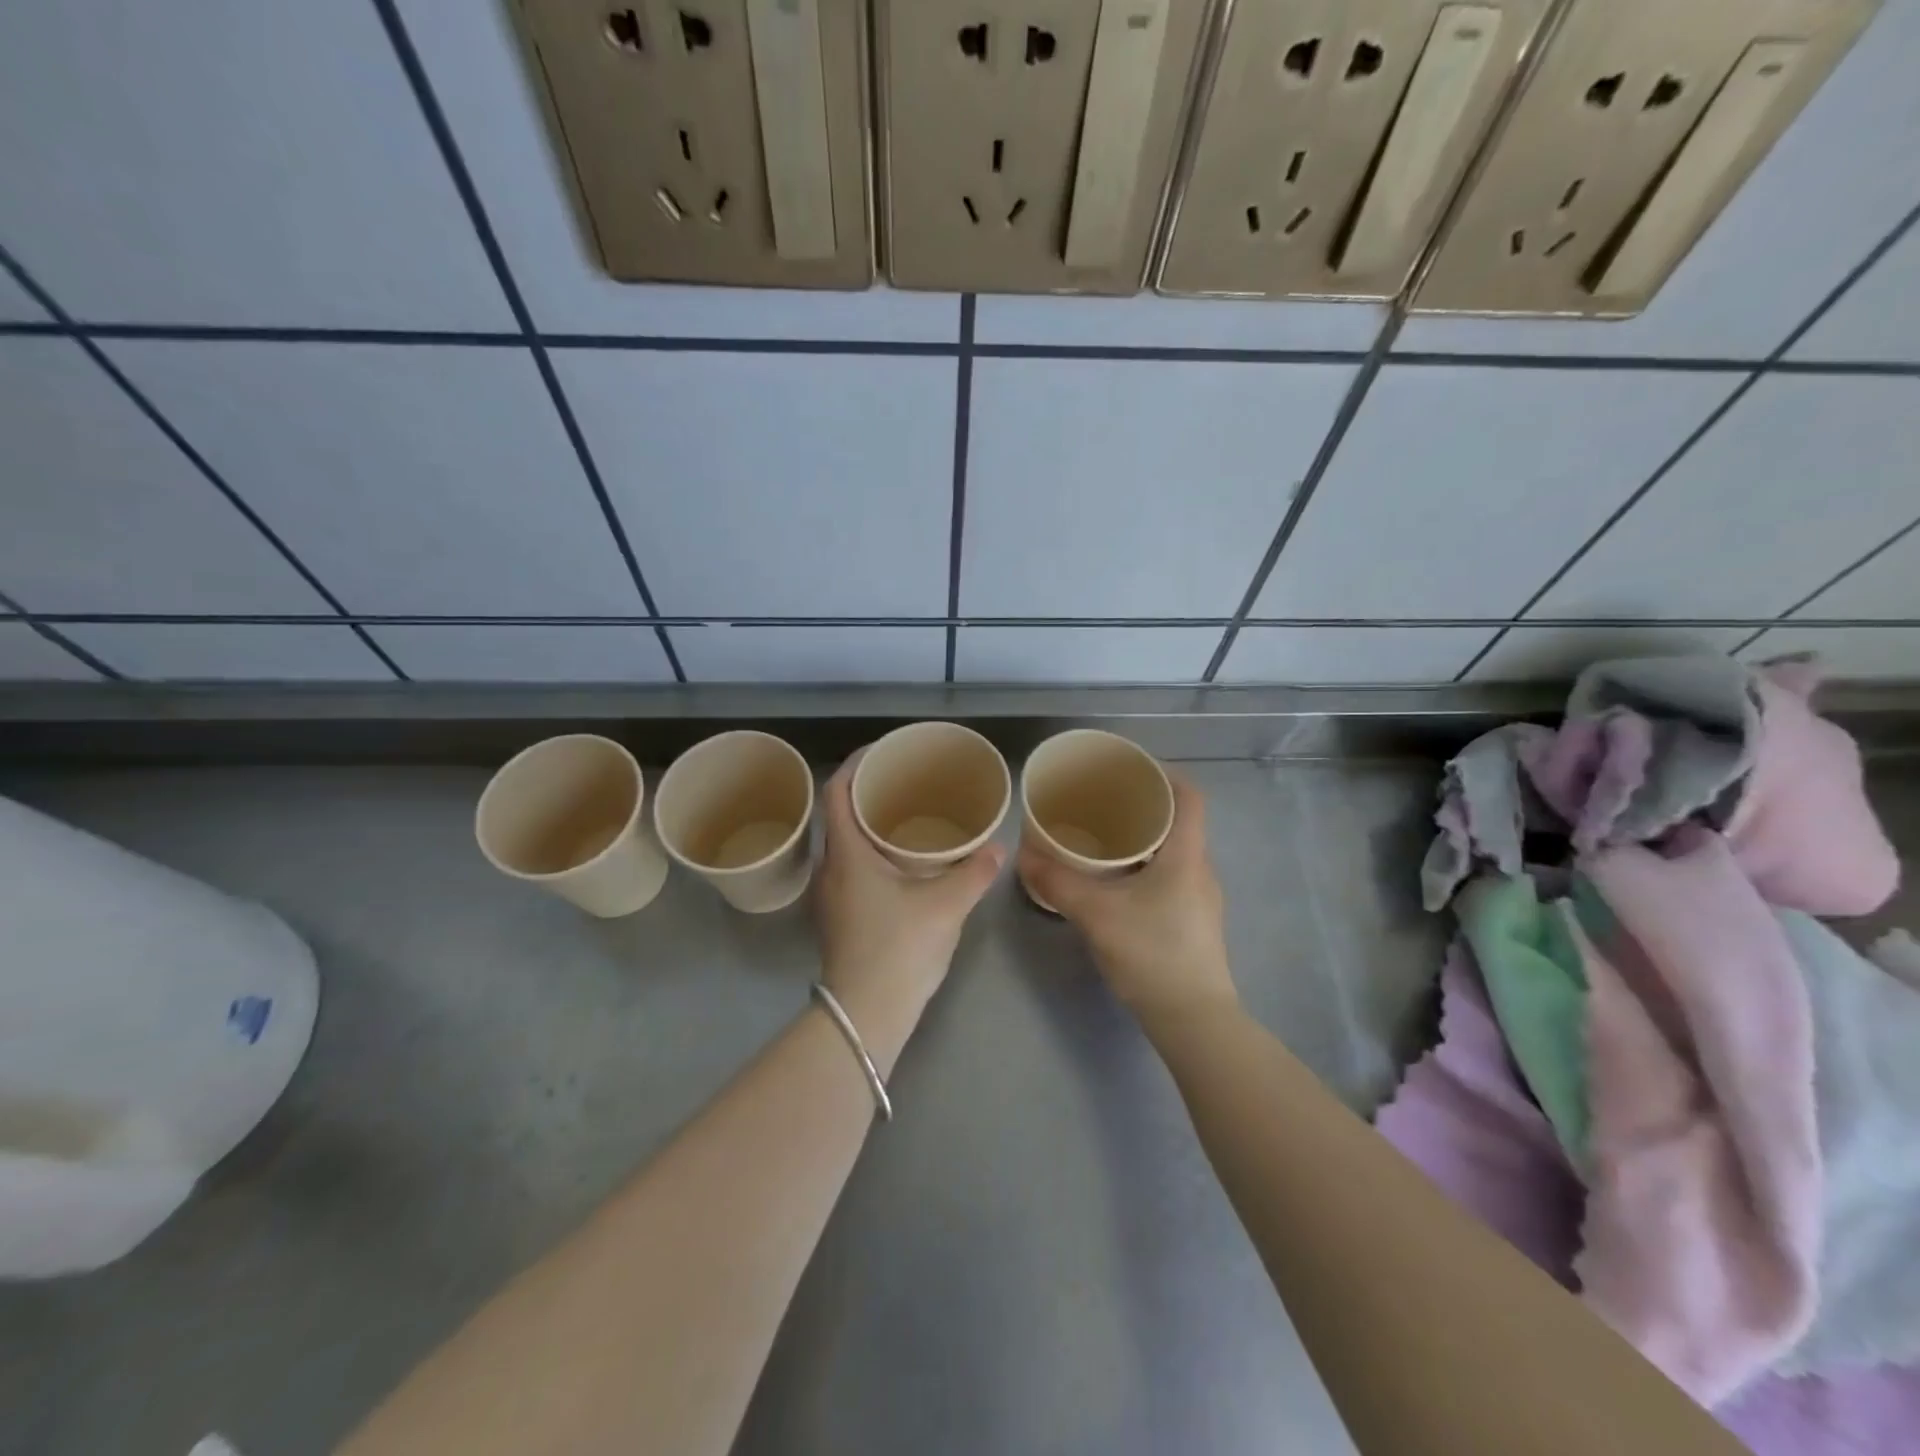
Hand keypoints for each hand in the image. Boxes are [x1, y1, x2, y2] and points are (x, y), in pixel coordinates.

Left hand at [813, 753, 1006, 1075]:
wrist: (867, 1014)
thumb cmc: (899, 948)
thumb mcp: (946, 905)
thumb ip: (974, 872)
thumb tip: (998, 849)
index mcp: (847, 854)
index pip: (837, 793)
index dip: (855, 765)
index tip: (881, 752)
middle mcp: (830, 870)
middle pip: (839, 816)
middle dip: (867, 794)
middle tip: (904, 783)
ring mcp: (831, 898)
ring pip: (845, 846)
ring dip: (869, 826)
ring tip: (906, 818)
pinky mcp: (839, 920)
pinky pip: (851, 870)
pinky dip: (872, 855)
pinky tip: (902, 865)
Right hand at [1018, 773, 1237, 1030]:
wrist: (1193, 1019)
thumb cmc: (1152, 954)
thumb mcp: (1097, 914)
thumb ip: (1059, 883)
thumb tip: (1023, 857)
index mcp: (1186, 855)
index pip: (1190, 796)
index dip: (1165, 774)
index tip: (1131, 768)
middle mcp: (1200, 869)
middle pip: (1179, 821)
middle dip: (1143, 805)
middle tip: (1103, 800)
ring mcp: (1200, 898)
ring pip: (1173, 851)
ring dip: (1143, 838)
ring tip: (1103, 836)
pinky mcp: (1193, 921)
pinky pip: (1169, 876)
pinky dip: (1144, 866)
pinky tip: (1115, 881)